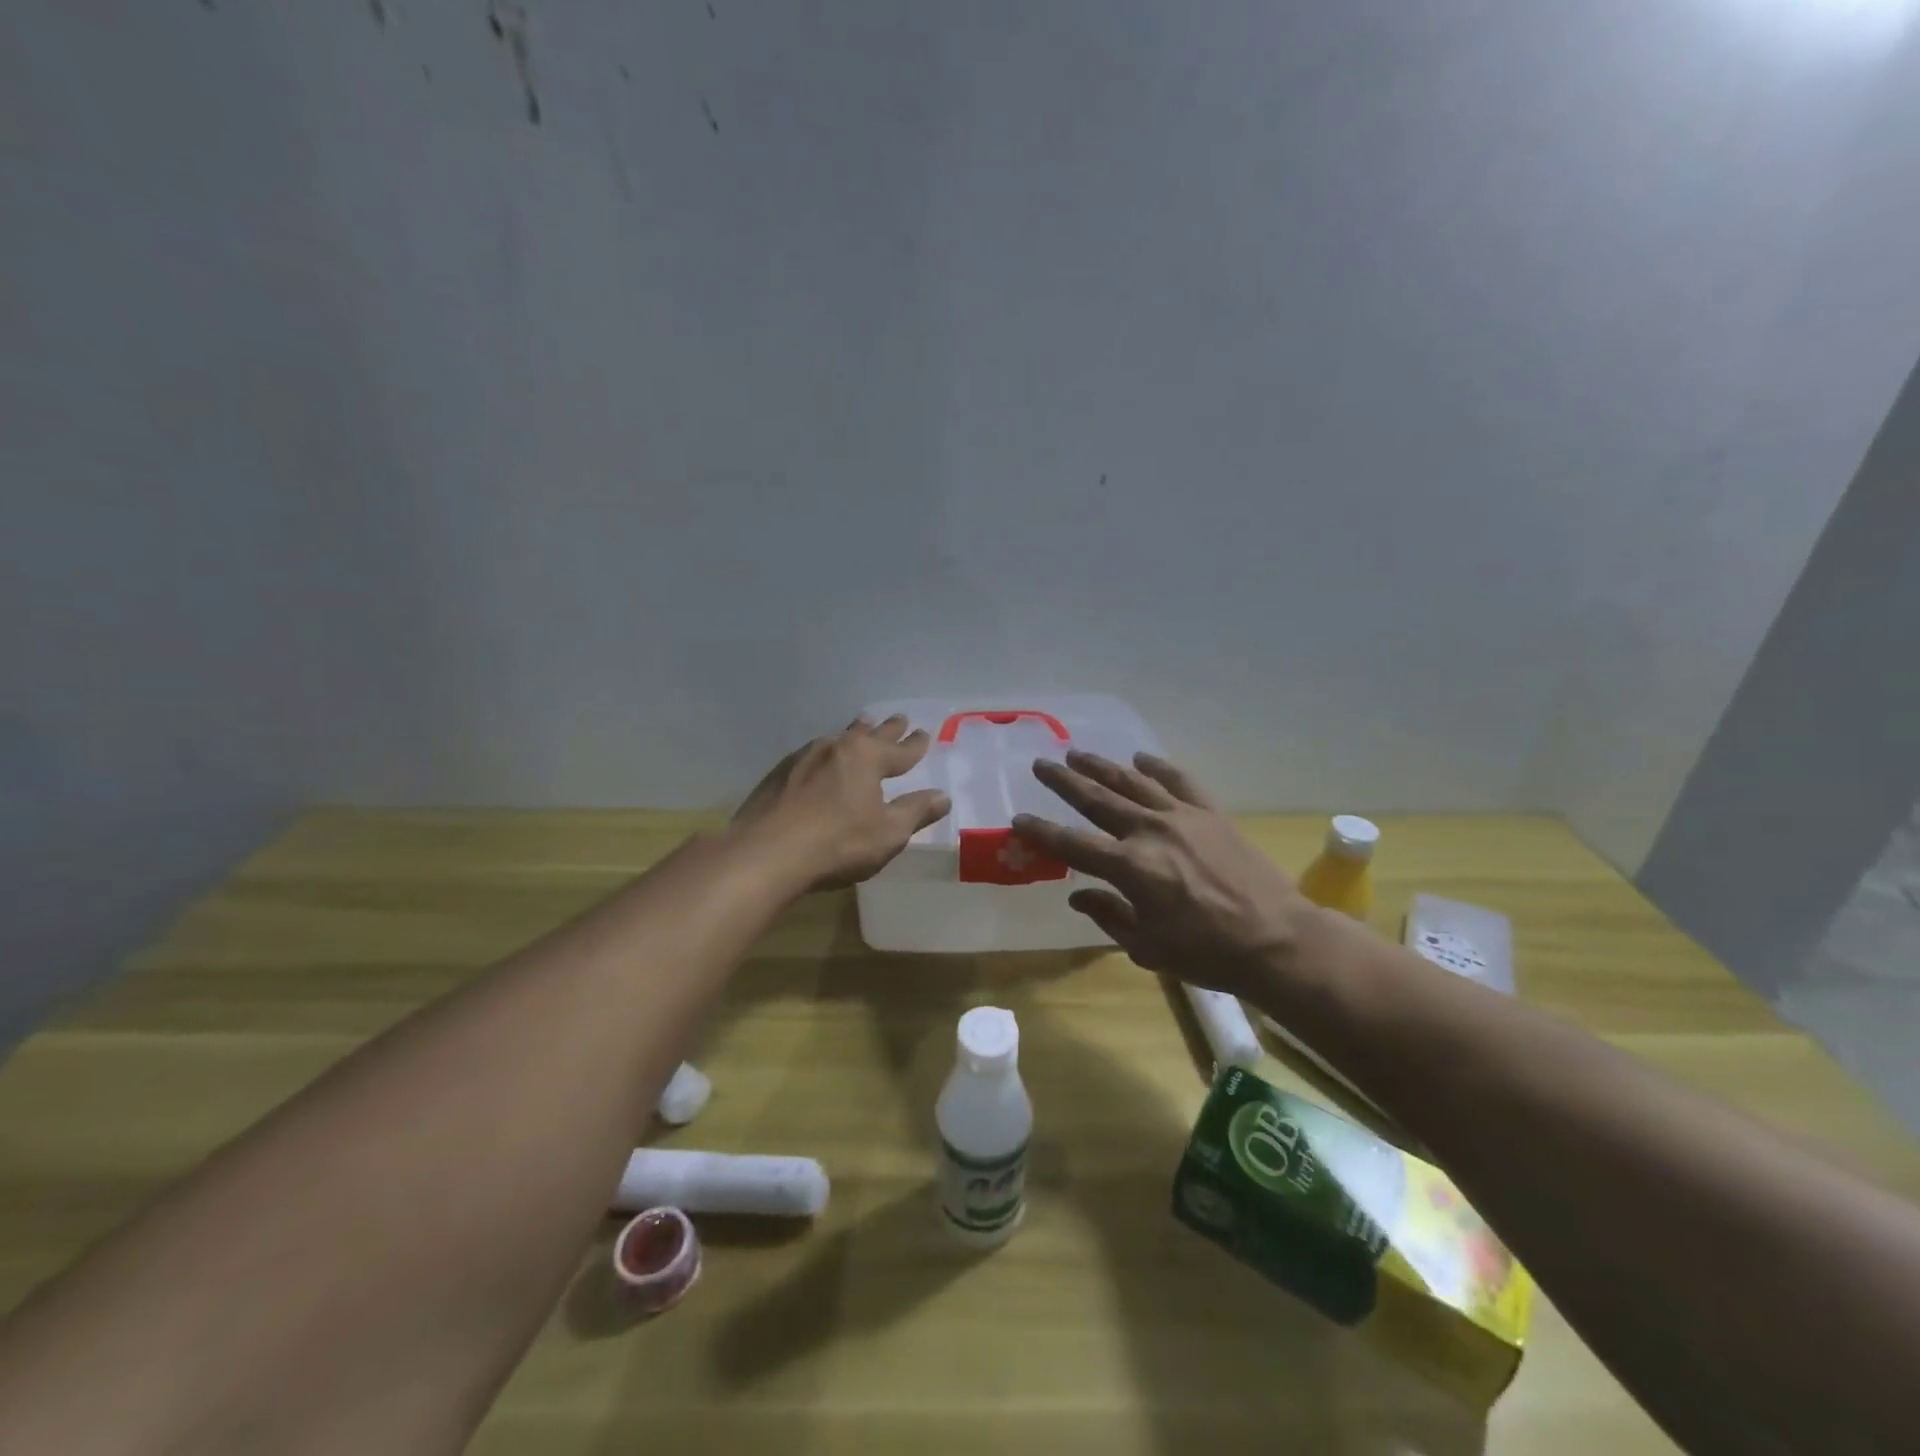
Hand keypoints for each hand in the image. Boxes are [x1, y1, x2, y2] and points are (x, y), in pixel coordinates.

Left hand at [732, 717, 951, 890]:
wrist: (765, 853)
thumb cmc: (838, 843)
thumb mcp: (888, 833)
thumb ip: (916, 812)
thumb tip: (942, 796)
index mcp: (867, 758)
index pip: (900, 749)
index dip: (915, 745)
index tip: (924, 734)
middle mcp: (836, 748)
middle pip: (868, 734)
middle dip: (886, 728)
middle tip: (899, 718)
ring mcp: (802, 758)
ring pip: (837, 740)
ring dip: (853, 734)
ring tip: (861, 728)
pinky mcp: (778, 775)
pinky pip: (811, 756)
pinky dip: (826, 756)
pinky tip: (820, 763)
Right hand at [1011, 751, 1313, 997]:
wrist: (1276, 940)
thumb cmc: (1207, 953)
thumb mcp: (1148, 948)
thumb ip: (1109, 916)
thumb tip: (1079, 896)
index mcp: (1130, 868)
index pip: (1071, 844)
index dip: (1041, 832)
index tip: (1019, 820)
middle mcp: (1149, 831)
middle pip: (1096, 799)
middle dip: (1064, 781)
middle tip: (1041, 765)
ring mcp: (1182, 817)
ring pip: (1131, 782)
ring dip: (1101, 766)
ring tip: (1077, 753)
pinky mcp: (1210, 813)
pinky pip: (1179, 780)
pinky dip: (1157, 767)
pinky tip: (1140, 758)